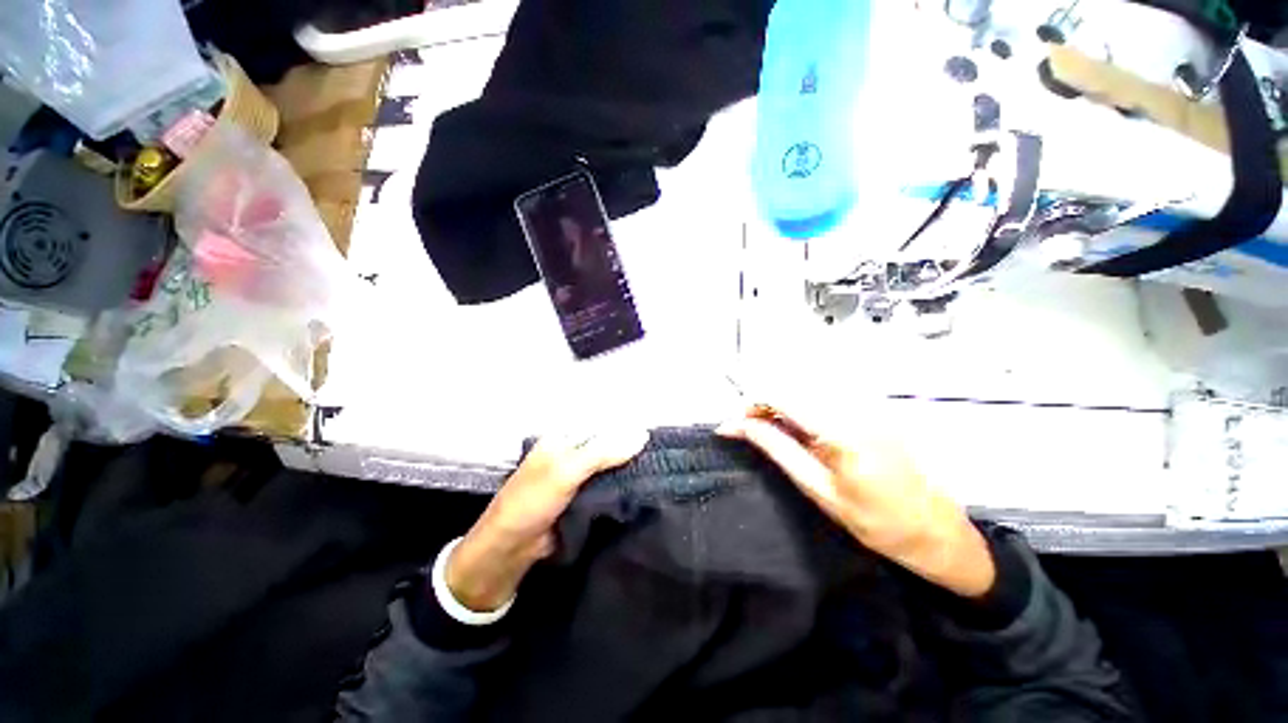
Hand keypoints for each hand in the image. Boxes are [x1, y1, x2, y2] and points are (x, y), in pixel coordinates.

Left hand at [446, 430, 648, 611]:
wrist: (512, 548)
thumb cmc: (533, 500)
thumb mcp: (567, 471)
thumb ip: (603, 452)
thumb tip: (643, 435)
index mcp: (564, 437)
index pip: (601, 424)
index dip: (626, 427)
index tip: (655, 434)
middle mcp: (573, 451)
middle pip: (608, 444)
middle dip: (631, 448)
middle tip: (663, 453)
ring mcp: (579, 475)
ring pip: (610, 465)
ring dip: (630, 467)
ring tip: (662, 467)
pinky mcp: (585, 496)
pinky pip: (608, 484)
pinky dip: (624, 484)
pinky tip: (645, 484)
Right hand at [717, 407, 995, 598]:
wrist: (936, 530)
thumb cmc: (875, 520)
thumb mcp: (817, 489)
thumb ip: (776, 448)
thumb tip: (736, 426)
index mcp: (840, 429)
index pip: (782, 395)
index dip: (751, 404)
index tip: (733, 425)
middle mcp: (854, 406)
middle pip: (792, 386)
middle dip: (763, 404)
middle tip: (750, 430)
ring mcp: (867, 403)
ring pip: (806, 389)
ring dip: (781, 405)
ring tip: (772, 431)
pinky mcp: (872, 406)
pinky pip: (825, 396)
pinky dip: (802, 408)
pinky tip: (801, 430)